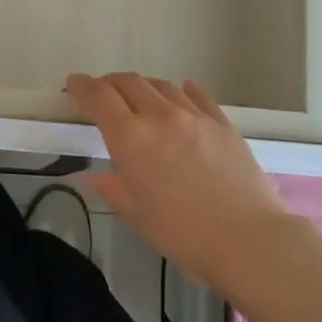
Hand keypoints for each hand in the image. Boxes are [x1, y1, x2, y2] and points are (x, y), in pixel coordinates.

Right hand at [68, 72, 291, 286]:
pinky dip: (182, 91)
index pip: (99, 97)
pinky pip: (197, 95)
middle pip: (128, 82)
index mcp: (131, 138)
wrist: (248, 239)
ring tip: (140, 98)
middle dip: (110, 84)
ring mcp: (194, 114)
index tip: (73, 85)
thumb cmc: (183, 234)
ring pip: (161, 85)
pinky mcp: (222, 122)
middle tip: (103, 94)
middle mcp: (159, 115)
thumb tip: (96, 176)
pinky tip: (181, 93)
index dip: (82, 87)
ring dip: (143, 87)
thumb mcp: (137, 215)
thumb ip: (114, 188)